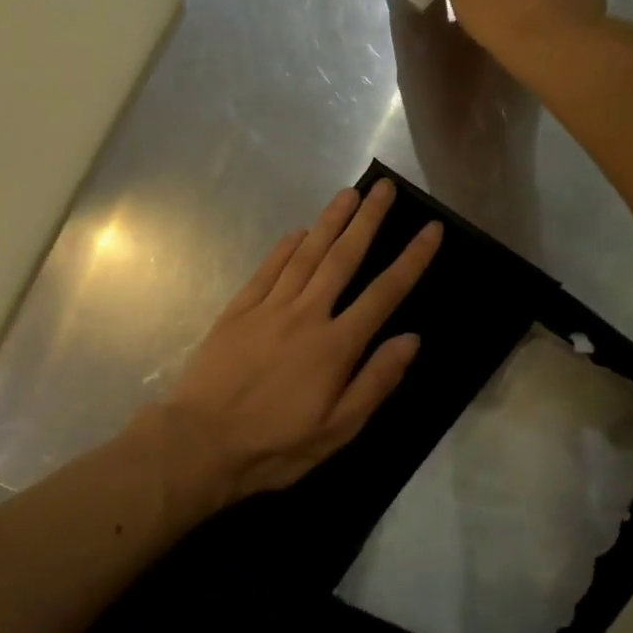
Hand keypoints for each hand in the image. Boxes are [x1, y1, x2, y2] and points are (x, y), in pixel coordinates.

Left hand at [155, 179, 441, 502]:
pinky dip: (284, 248)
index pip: (384, 293)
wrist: (201, 442)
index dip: (411, 260)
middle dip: (368, 220)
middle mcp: (305, 315)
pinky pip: (267, 270)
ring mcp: (268, 308)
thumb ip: (376, 381)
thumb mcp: (337, 430)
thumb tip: (411, 339)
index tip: (431, 229)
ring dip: (329, 222)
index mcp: (335, 346)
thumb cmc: (276, 444)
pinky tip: (298, 231)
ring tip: (349, 193)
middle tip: (385, 187)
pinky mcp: (238, 311)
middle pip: (343, 258)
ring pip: (305, 255)